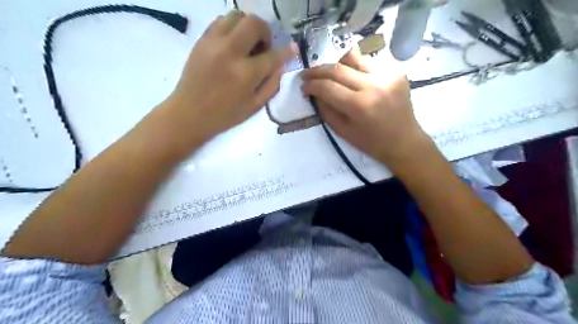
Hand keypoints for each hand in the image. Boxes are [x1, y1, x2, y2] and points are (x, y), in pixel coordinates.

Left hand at [166, 11, 293, 141]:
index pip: (273, 55)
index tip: (293, 48)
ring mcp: (213, 43)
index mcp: (246, 74)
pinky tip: (233, 44)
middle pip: (254, 24)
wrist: (189, 113)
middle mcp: (230, 52)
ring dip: (248, 27)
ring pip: (236, 16)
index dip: (286, 52)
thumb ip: (272, 85)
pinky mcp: (201, 40)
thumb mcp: (254, 106)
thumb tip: (281, 65)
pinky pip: (220, 21)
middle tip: (264, 47)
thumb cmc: (225, 115)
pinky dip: (232, 27)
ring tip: (248, 44)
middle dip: (266, 32)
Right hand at [300, 45, 430, 170]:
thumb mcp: (343, 132)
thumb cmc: (371, 143)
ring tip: (329, 73)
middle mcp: (374, 85)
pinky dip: (356, 68)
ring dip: (336, 64)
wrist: (404, 141)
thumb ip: (326, 110)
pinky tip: (353, 78)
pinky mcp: (397, 71)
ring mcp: (388, 75)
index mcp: (359, 106)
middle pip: (338, 68)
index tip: (303, 87)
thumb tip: (314, 92)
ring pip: (354, 58)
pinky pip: (369, 63)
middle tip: (307, 74)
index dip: (311, 85)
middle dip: (317, 70)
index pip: (327, 87)